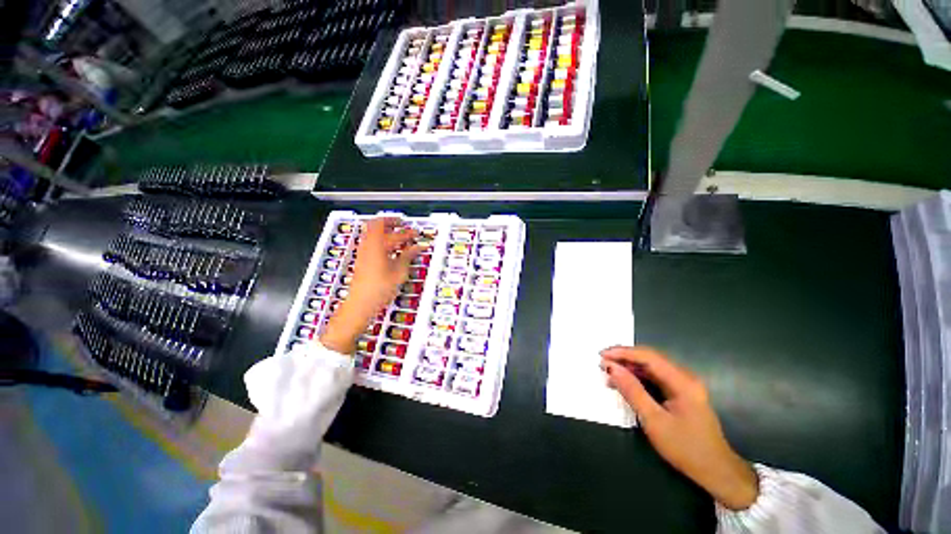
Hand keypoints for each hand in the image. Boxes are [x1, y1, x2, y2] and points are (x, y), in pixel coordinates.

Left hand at [320, 217, 424, 353]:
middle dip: (391, 223)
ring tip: (397, 235)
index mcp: (378, 246)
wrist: (360, 303)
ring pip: (372, 233)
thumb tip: (417, 247)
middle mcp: (368, 246)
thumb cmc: (380, 288)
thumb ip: (408, 256)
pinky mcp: (361, 259)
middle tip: (402, 225)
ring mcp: (362, 252)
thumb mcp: (399, 272)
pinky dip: (380, 240)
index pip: (395, 234)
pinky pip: (370, 242)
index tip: (416, 233)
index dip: (407, 232)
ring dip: (384, 231)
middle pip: (377, 225)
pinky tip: (390, 248)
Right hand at [601, 346, 758, 510]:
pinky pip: (655, 378)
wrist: (716, 472)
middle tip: (601, 362)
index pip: (648, 356)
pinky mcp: (680, 393)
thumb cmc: (685, 448)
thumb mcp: (654, 421)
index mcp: (682, 381)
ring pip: (651, 367)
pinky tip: (624, 383)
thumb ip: (632, 391)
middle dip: (624, 358)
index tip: (601, 355)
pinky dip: (638, 377)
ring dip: (629, 367)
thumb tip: (611, 368)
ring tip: (608, 372)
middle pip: (649, 358)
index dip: (622, 352)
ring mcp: (684, 385)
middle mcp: (684, 377)